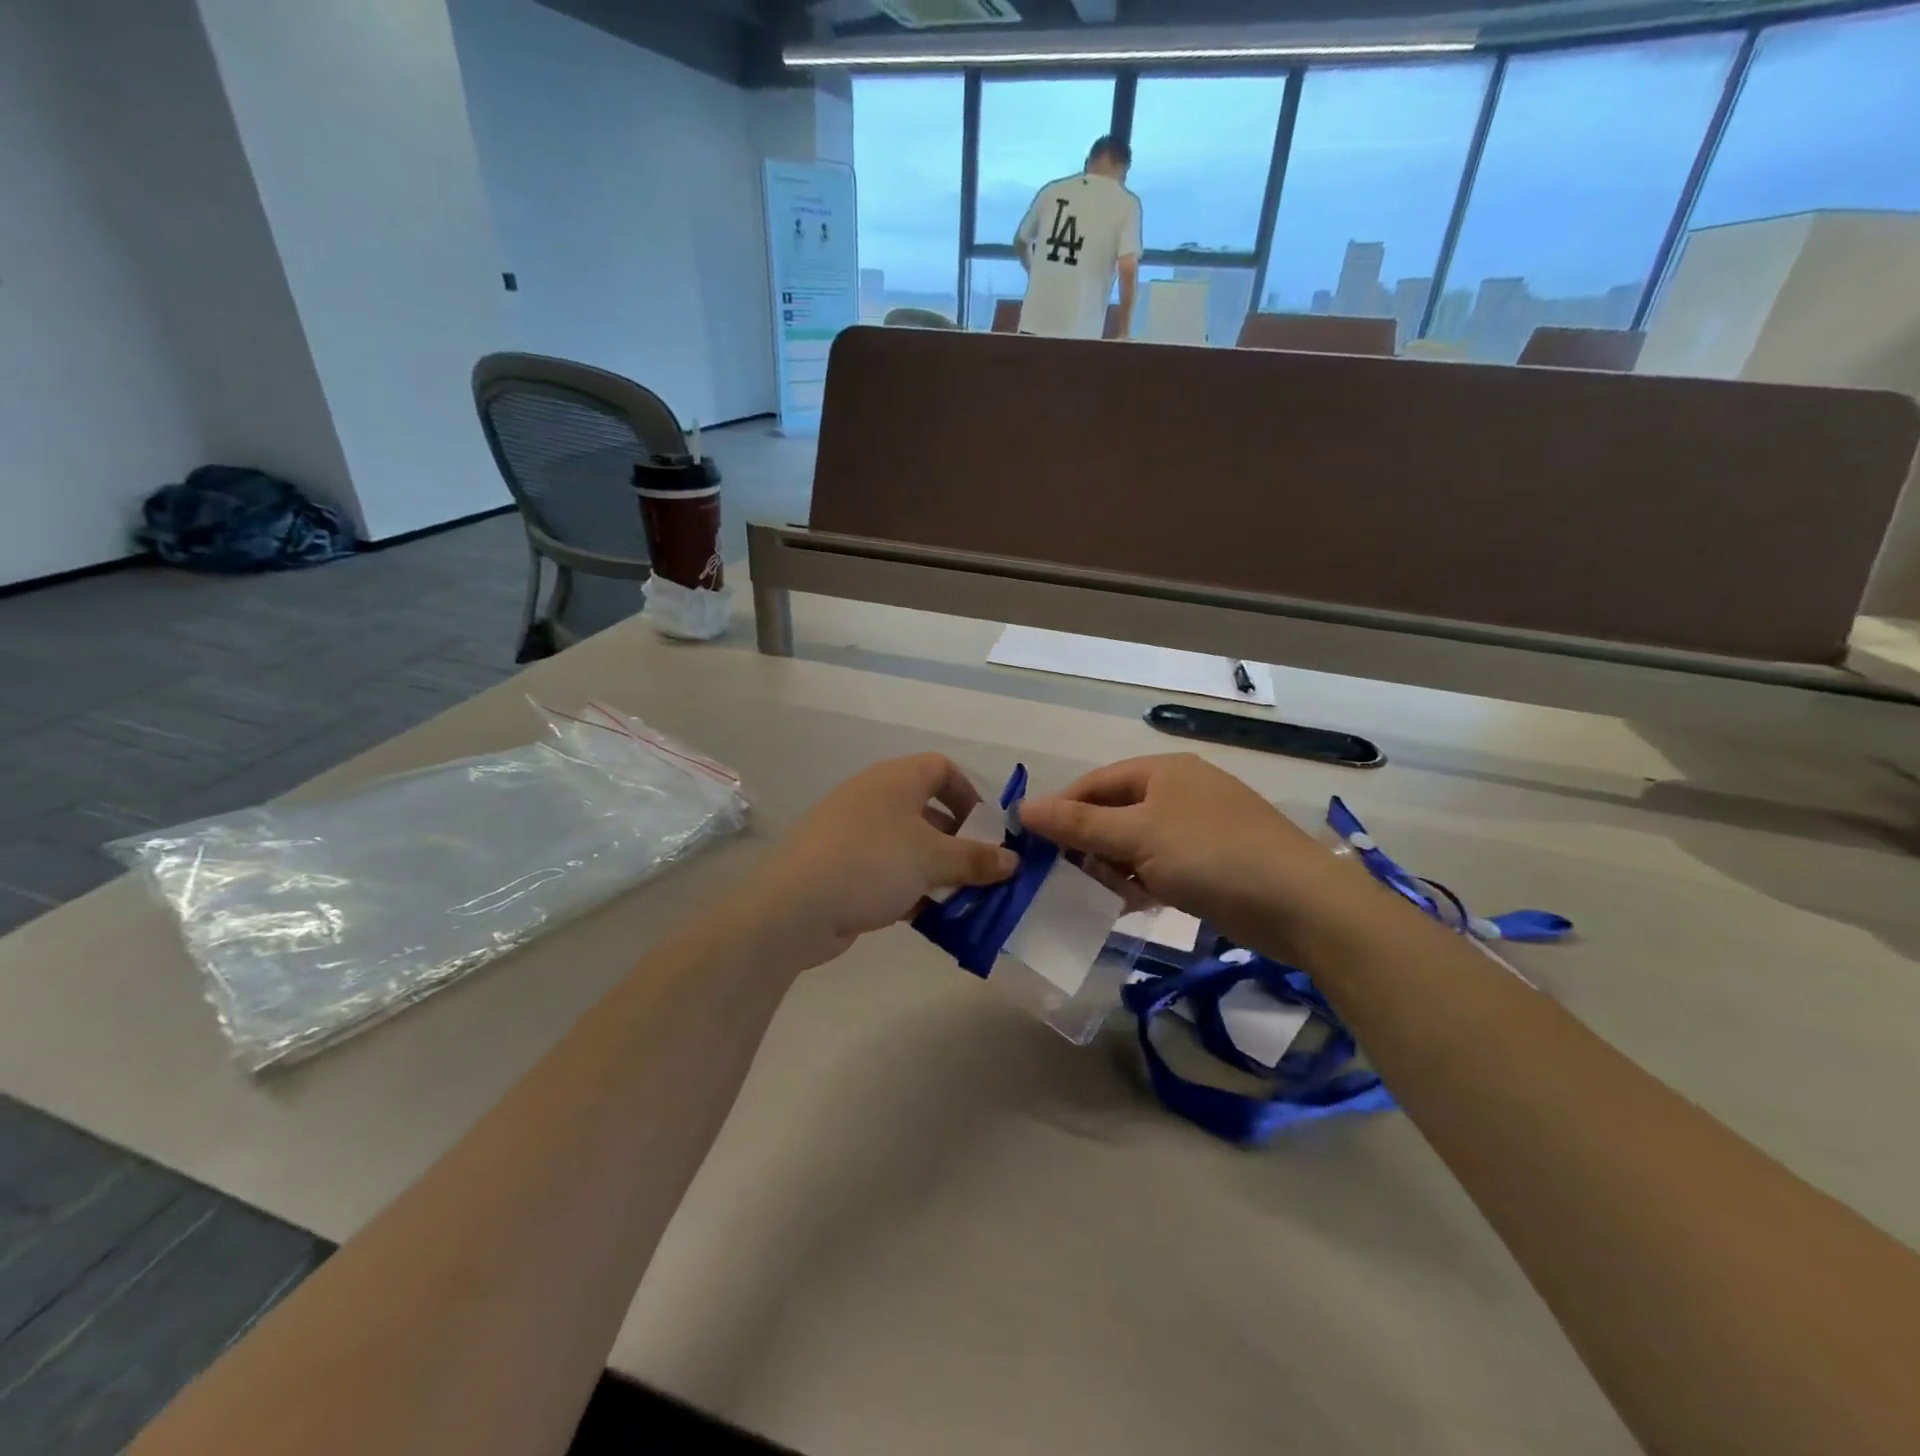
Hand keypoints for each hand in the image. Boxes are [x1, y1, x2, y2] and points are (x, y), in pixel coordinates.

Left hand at [746, 754, 1016, 970]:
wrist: (794, 907)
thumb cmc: (872, 864)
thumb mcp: (933, 859)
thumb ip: (977, 859)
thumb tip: (1013, 861)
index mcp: (895, 780)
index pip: (942, 769)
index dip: (970, 794)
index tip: (988, 830)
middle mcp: (874, 798)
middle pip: (928, 810)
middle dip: (958, 842)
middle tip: (980, 872)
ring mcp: (853, 833)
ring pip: (908, 845)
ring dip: (937, 870)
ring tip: (961, 900)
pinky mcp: (841, 867)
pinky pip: (887, 870)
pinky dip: (910, 888)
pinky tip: (927, 917)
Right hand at [1019, 754, 1351, 953]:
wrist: (1301, 904)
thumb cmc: (1211, 856)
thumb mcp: (1138, 836)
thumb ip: (1078, 823)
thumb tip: (1023, 808)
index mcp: (1163, 770)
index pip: (1095, 783)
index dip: (1062, 810)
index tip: (1034, 846)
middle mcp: (1181, 791)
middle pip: (1116, 812)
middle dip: (1091, 844)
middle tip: (1070, 878)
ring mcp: (1200, 827)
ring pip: (1138, 842)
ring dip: (1116, 867)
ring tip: (1106, 896)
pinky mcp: (1215, 861)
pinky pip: (1162, 865)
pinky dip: (1144, 882)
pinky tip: (1138, 904)